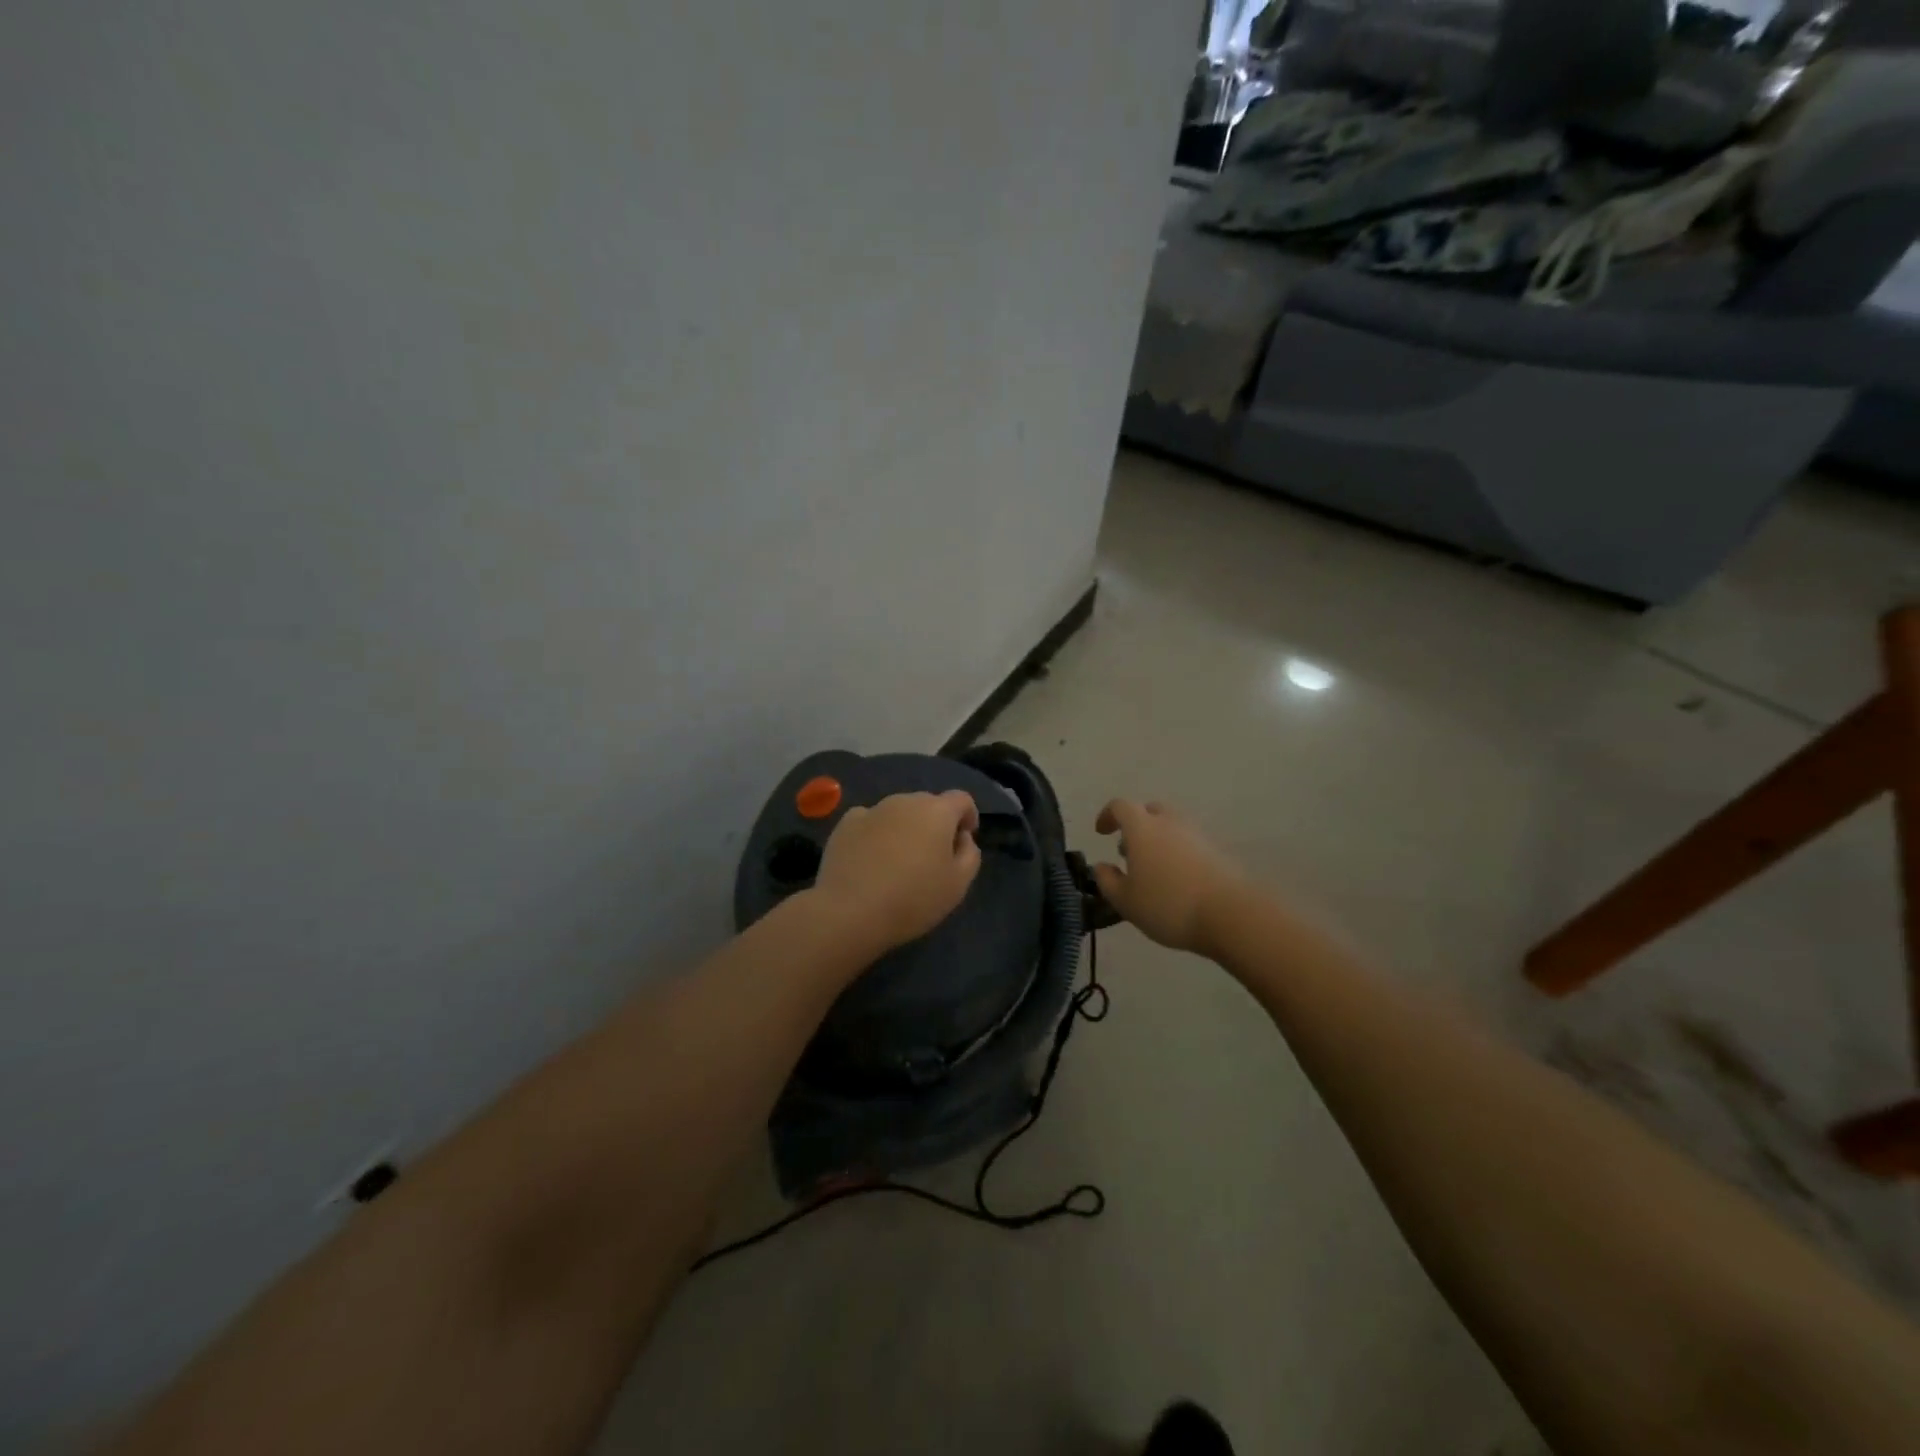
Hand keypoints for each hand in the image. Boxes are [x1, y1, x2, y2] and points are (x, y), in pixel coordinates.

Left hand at [812, 791, 981, 956]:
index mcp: (936, 811)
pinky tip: (870, 861)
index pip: (961, 799)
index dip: (968, 816)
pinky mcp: (845, 824)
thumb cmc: (912, 899)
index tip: (963, 840)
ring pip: (898, 813)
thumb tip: (961, 837)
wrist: (849, 911)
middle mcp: (905, 801)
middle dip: (935, 824)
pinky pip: (870, 822)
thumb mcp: (958, 885)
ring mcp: (872, 810)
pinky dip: (876, 835)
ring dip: (905, 829)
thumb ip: (969, 854)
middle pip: (928, 804)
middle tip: (931, 858)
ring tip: (898, 862)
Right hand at [1092, 799, 1246, 956]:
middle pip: (1149, 811)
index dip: (1108, 815)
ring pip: (1171, 826)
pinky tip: (1176, 880)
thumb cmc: (1167, 905)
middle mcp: (1170, 822)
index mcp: (1142, 828)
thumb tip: (1101, 866)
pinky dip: (1177, 853)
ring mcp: (1197, 835)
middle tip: (1128, 851)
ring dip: (1157, 840)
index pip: (1120, 806)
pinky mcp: (1217, 851)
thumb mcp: (1125, 901)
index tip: (1101, 833)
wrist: (1229, 914)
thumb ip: (1107, 881)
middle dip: (1135, 826)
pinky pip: (1189, 843)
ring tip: (1152, 870)